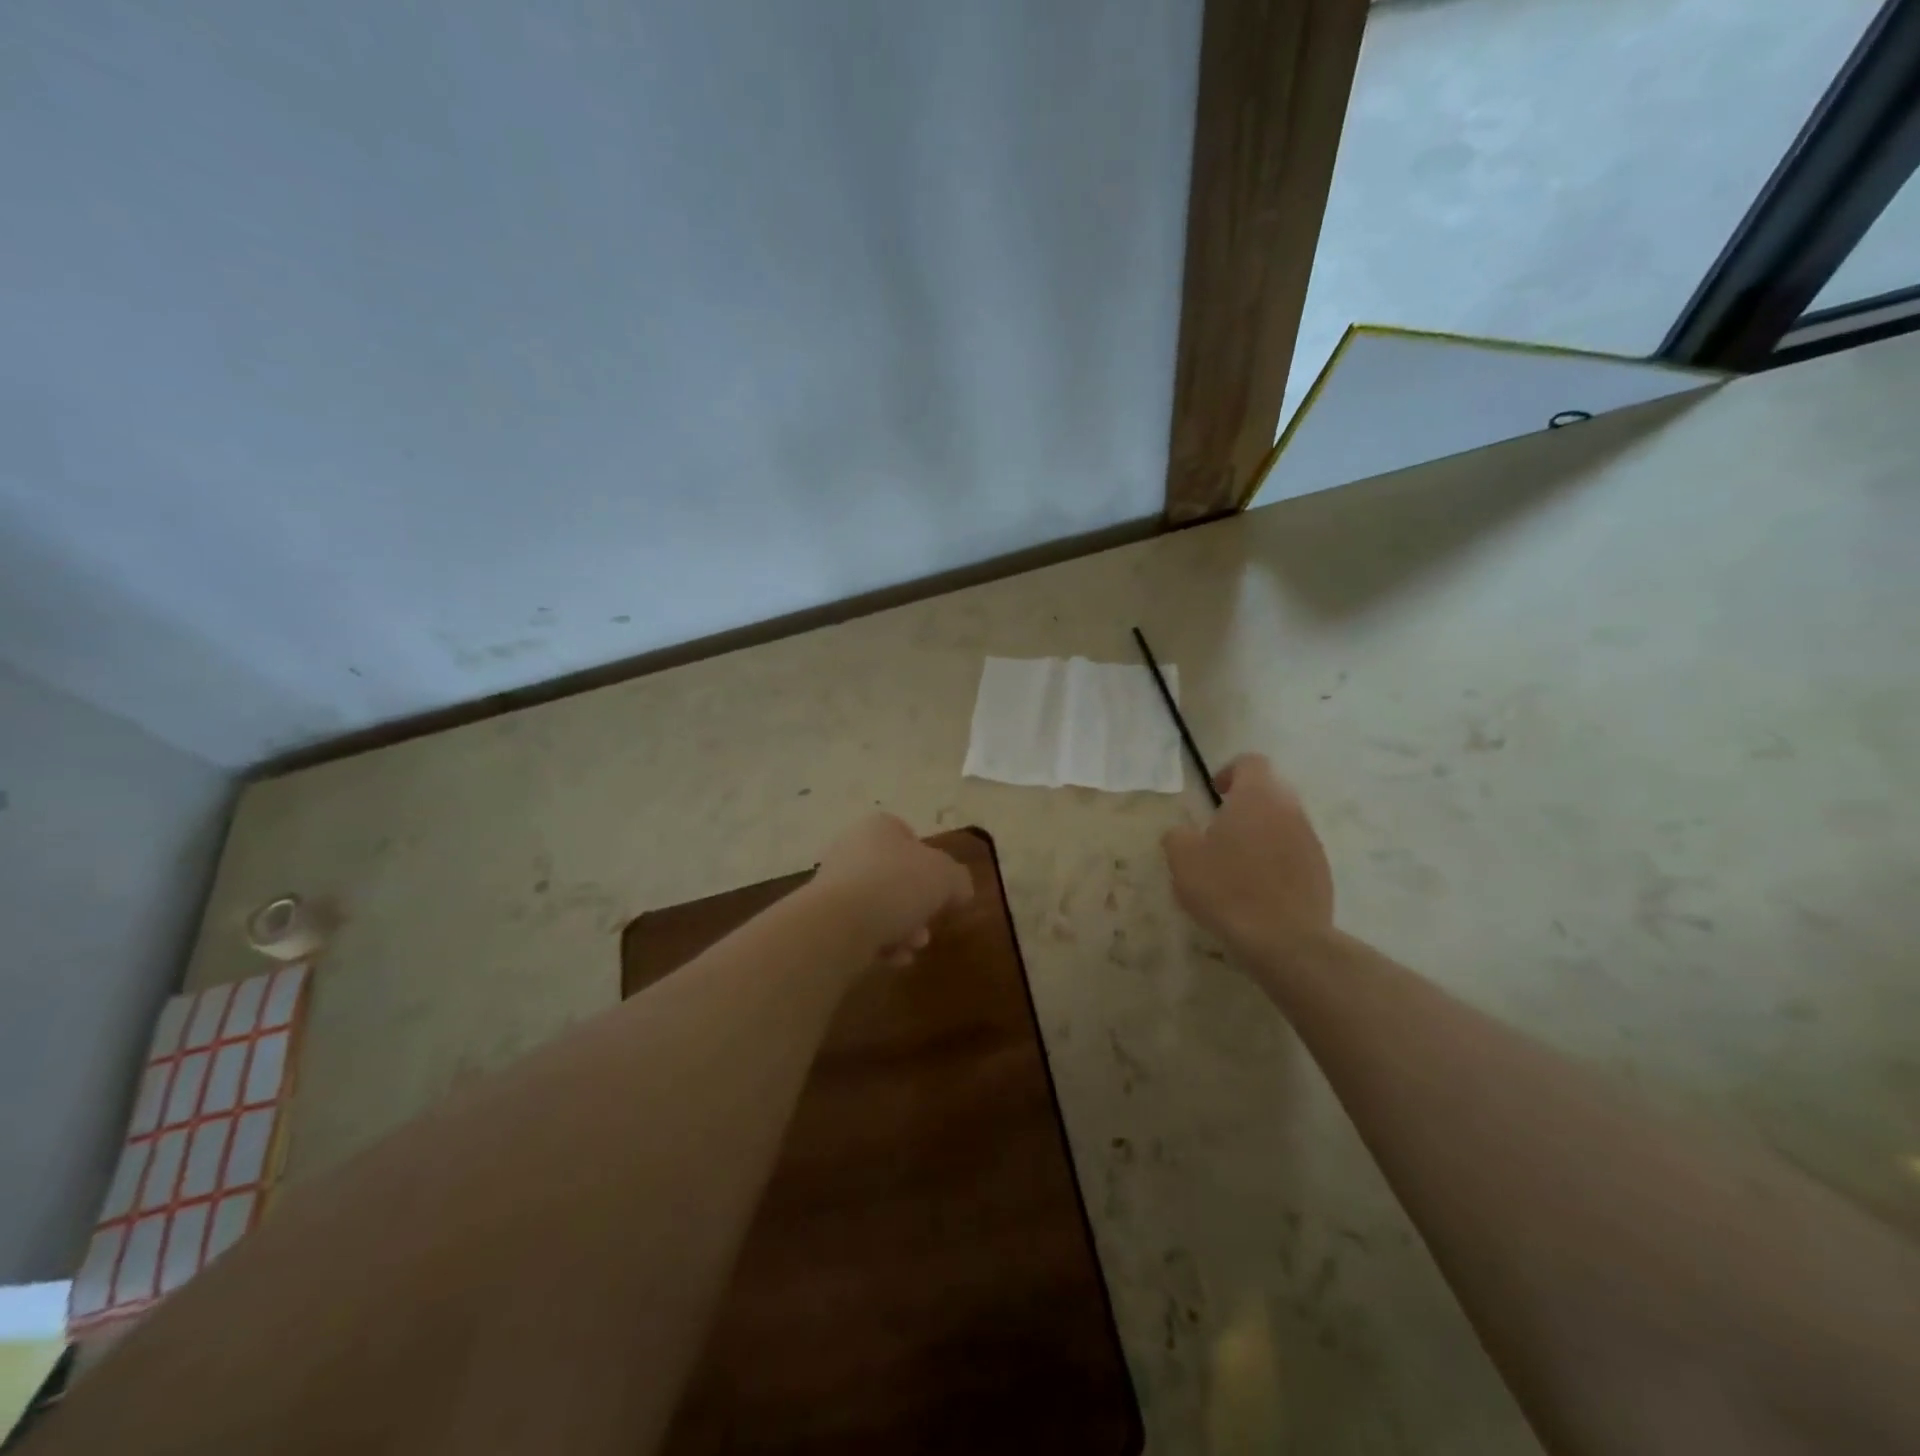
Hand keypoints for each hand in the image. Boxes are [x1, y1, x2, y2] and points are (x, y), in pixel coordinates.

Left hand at [810, 813, 974, 964]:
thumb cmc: (897, 885)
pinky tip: (892, 959)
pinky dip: (879, 943)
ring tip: (913, 947)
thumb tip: (960, 890)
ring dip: (902, 928)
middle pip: (894, 876)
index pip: (908, 836)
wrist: (838, 924)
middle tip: (929, 926)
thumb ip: (958, 880)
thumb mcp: (946, 877)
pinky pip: (860, 929)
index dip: (929, 862)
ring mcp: (833, 884)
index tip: (941, 888)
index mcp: (878, 828)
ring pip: (879, 905)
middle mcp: (851, 849)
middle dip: (917, 905)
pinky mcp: (823, 918)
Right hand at [1162, 754, 1333, 954]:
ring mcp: (1311, 840)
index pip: (1251, 762)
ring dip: (1262, 834)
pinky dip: (1277, 861)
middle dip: (1246, 805)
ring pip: (1283, 823)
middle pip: (1270, 791)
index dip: (1230, 772)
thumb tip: (1183, 832)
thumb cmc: (1227, 889)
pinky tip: (1258, 890)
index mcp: (1257, 797)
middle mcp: (1289, 810)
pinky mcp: (1322, 871)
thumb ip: (1178, 836)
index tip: (1214, 795)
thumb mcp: (1183, 860)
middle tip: (1220, 831)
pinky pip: (1295, 853)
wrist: (1285, 940)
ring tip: (1238, 865)